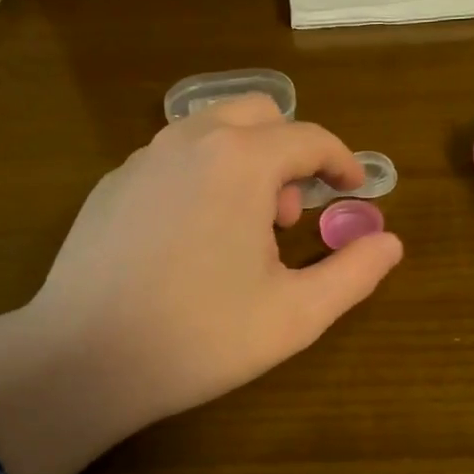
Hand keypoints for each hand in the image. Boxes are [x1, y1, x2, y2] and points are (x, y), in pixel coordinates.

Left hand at [0, 95, 403, 473]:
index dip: (341, 160)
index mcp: (240, 161)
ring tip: (243, 227)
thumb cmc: (200, 336)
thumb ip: (354, 272)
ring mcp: (142, 159)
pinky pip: (171, 158)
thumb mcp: (296, 314)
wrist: (83, 359)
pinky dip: (200, 175)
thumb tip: (390, 242)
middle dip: (288, 152)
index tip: (354, 188)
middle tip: (290, 214)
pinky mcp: (110, 185)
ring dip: (243, 160)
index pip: (309, 138)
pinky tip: (192, 236)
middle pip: (258, 114)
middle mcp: (189, 141)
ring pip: (209, 129)